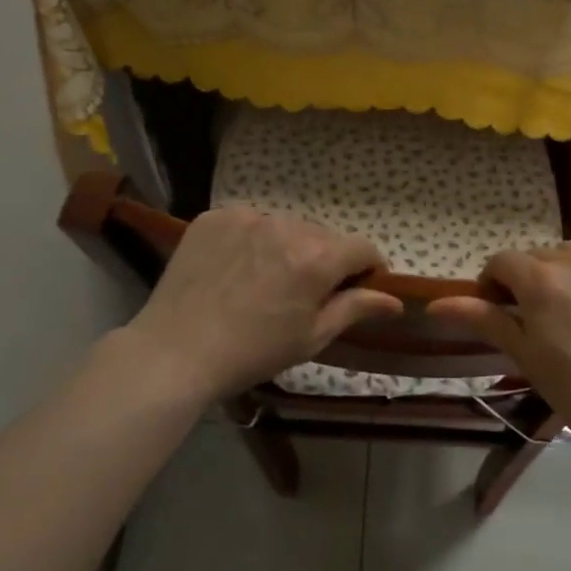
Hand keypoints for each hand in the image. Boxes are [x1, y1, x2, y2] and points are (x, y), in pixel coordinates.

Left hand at [125, 204, 403, 403]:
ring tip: (266, 281)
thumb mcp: (312, 337)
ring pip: (286, 227)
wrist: (174, 352)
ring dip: (288, 247)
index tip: (359, 288)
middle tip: (305, 293)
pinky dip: (253, 240)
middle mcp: (286, 226)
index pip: (363, 248)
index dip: (368, 268)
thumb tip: (395, 300)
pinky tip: (237, 269)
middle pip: (323, 237)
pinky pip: (250, 223)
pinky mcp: (214, 218)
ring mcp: (246, 217)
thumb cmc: (252, 353)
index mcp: (316, 258)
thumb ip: (356, 308)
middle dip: (325, 260)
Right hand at [429, 240, 570, 453]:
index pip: (501, 262)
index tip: (497, 309)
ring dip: (560, 271)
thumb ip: (482, 318)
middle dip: (525, 280)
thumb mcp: (522, 354)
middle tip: (533, 316)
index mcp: (540, 280)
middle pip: (535, 257)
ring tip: (568, 306)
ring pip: (569, 252)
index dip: (492, 283)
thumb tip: (436, 304)